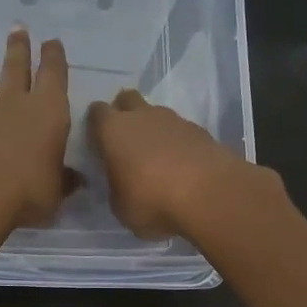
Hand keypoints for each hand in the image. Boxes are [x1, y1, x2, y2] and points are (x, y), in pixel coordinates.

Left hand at [0, 27, 75, 230]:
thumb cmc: (27, 191)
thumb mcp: (55, 191)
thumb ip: (64, 180)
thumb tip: (77, 180)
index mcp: (49, 111)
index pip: (54, 75)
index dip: (54, 57)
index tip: (52, 42)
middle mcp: (16, 102)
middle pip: (17, 66)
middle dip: (19, 46)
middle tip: (17, 26)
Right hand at [87, 89, 265, 238]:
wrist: (210, 194)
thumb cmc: (152, 200)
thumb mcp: (120, 206)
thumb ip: (116, 188)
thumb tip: (120, 183)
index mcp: (113, 130)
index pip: (96, 113)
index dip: (95, 125)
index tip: (97, 142)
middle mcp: (142, 116)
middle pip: (127, 100)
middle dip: (124, 114)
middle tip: (125, 142)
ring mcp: (174, 120)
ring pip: (156, 115)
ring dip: (153, 130)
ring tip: (156, 159)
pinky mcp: (201, 131)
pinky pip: (181, 131)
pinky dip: (177, 143)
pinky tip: (181, 166)